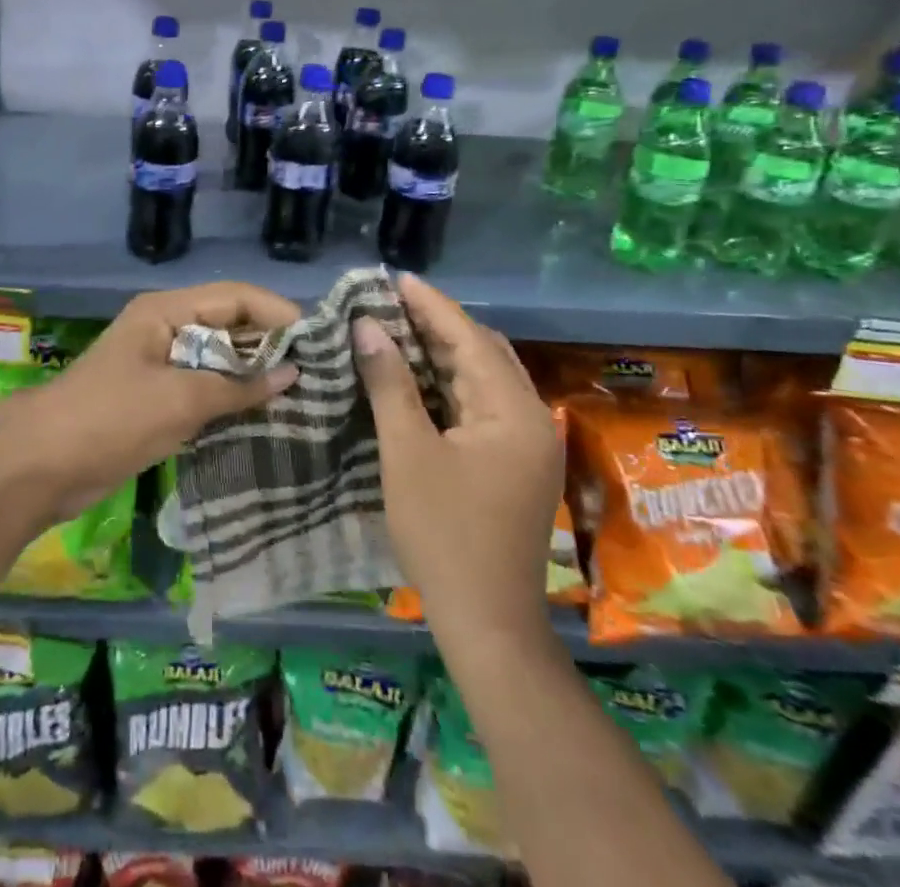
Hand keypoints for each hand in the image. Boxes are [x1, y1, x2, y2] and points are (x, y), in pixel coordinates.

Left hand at [0, 283, 300, 530]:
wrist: (38, 466)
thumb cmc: (110, 420)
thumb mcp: (179, 401)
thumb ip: (238, 386)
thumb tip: (293, 374)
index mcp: (166, 311)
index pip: (237, 297)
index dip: (278, 314)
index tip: (318, 345)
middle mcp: (165, 327)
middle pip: (229, 323)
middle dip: (270, 345)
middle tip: (317, 376)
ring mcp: (159, 362)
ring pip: (218, 357)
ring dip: (253, 374)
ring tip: (300, 397)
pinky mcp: (154, 395)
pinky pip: (203, 386)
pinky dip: (230, 397)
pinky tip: (261, 416)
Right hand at [354, 273, 559, 640]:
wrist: (486, 622)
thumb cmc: (444, 532)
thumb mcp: (407, 451)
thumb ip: (390, 383)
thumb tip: (367, 326)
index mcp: (514, 412)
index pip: (470, 339)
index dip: (431, 305)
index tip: (396, 278)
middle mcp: (531, 419)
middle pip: (483, 353)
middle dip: (438, 325)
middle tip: (391, 303)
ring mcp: (528, 444)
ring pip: (484, 379)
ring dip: (444, 354)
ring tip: (398, 330)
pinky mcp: (516, 464)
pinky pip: (483, 406)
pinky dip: (450, 385)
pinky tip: (419, 378)